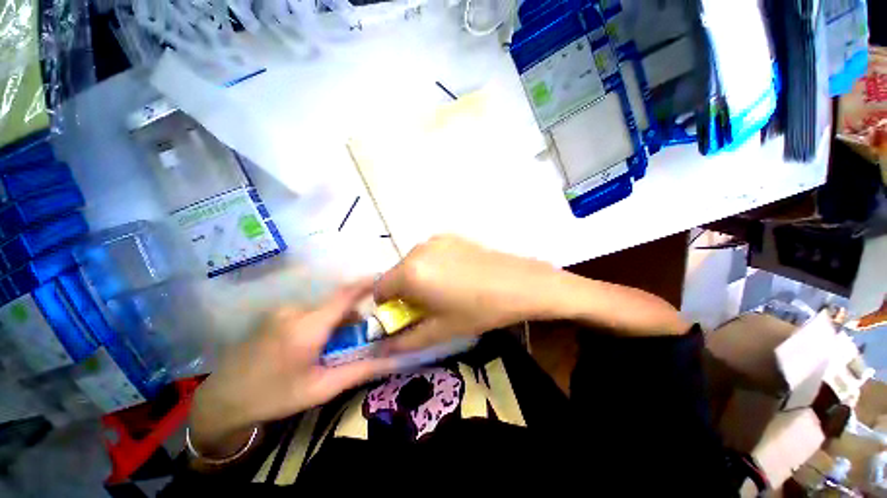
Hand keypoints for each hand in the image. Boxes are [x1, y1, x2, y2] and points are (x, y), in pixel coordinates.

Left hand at [190, 280, 394, 458]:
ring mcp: (282, 311)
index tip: (383, 279)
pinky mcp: (275, 314)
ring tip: (331, 347)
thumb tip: (391, 359)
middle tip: (358, 338)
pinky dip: (320, 322)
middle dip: (352, 316)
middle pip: (336, 304)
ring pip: (323, 308)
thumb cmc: (274, 397)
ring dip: (335, 321)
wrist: (222, 400)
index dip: (366, 284)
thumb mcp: (321, 389)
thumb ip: (359, 370)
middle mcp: (295, 311)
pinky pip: (308, 312)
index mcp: (307, 327)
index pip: (345, 296)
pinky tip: (311, 345)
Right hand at [375, 235, 561, 352]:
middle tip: (428, 306)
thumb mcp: (441, 330)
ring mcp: (436, 239)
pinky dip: (433, 266)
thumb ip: (405, 341)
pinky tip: (457, 276)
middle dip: (404, 292)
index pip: (380, 288)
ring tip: (445, 291)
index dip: (388, 306)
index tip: (405, 315)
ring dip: (419, 278)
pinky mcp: (451, 236)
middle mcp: (418, 249)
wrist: (519, 283)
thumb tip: (381, 347)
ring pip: (413, 263)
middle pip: (397, 274)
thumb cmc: (478, 310)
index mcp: (410, 272)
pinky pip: (430, 253)